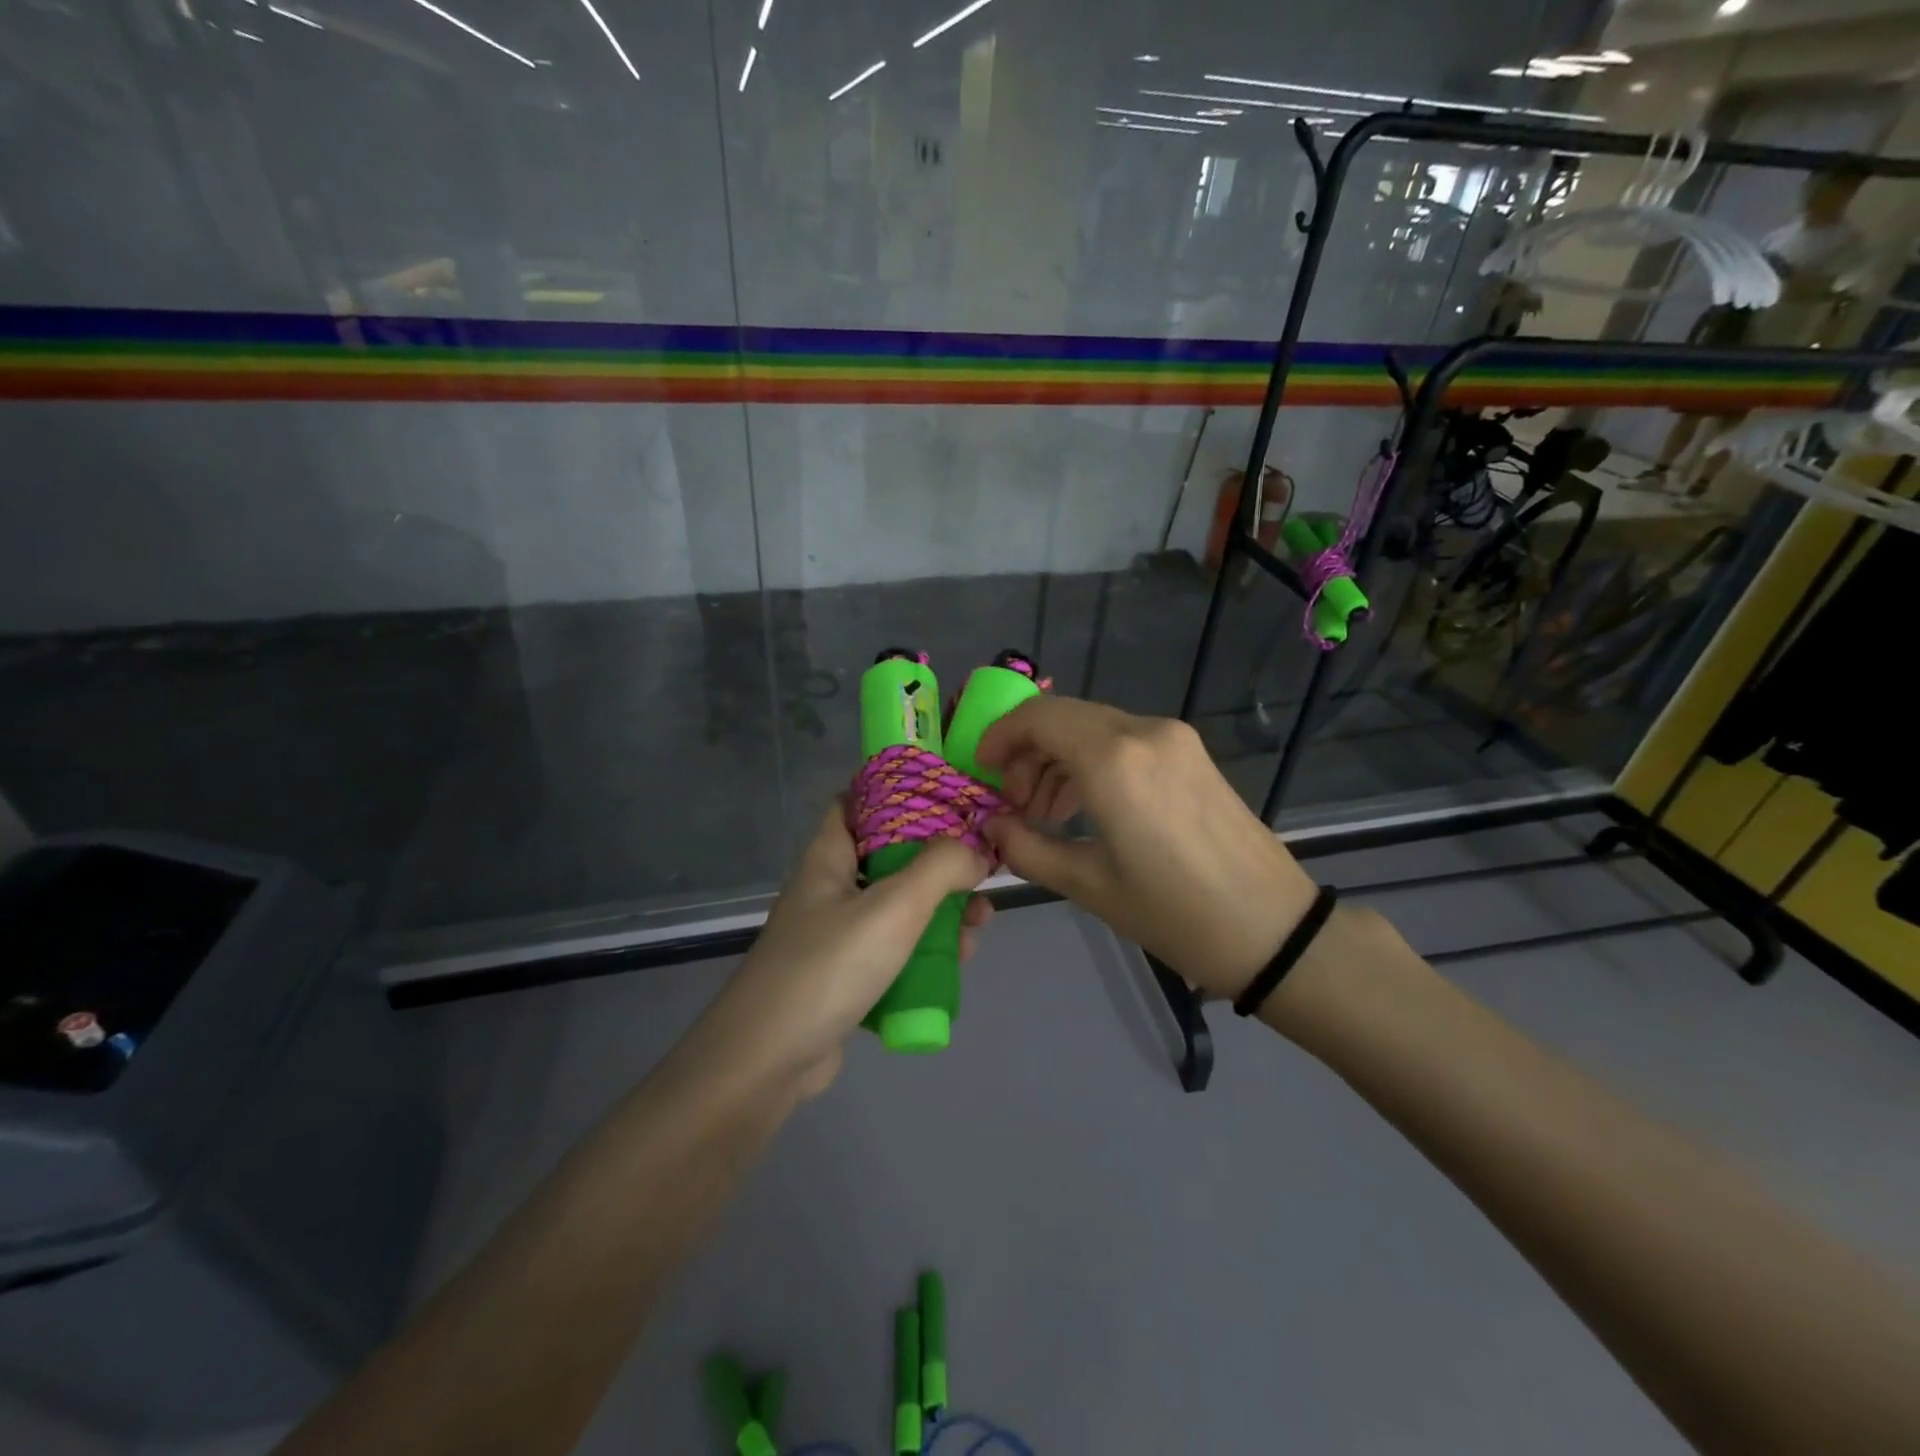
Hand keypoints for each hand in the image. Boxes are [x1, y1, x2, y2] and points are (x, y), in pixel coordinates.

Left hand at [692, 803, 990, 1099]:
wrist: (765, 1063)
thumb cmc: (828, 968)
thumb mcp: (892, 908)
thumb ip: (940, 868)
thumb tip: (975, 850)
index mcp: (828, 858)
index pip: (857, 801)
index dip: (899, 792)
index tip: (949, 796)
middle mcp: (829, 889)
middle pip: (889, 857)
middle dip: (938, 863)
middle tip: (980, 874)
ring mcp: (834, 936)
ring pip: (896, 908)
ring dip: (939, 911)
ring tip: (979, 926)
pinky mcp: (843, 978)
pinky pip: (891, 951)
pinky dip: (923, 952)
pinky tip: (954, 964)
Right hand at [977, 696, 1318, 1000]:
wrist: (1272, 930)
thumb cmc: (1173, 913)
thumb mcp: (1088, 885)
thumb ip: (1026, 847)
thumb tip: (990, 825)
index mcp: (1114, 760)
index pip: (1038, 718)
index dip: (1000, 737)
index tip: (982, 771)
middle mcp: (1144, 732)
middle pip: (1064, 718)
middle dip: (1027, 753)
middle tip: (1013, 805)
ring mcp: (1174, 739)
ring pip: (1094, 727)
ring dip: (1059, 760)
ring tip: (1045, 814)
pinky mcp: (1192, 754)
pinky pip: (1125, 742)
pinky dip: (1093, 763)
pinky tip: (1085, 807)